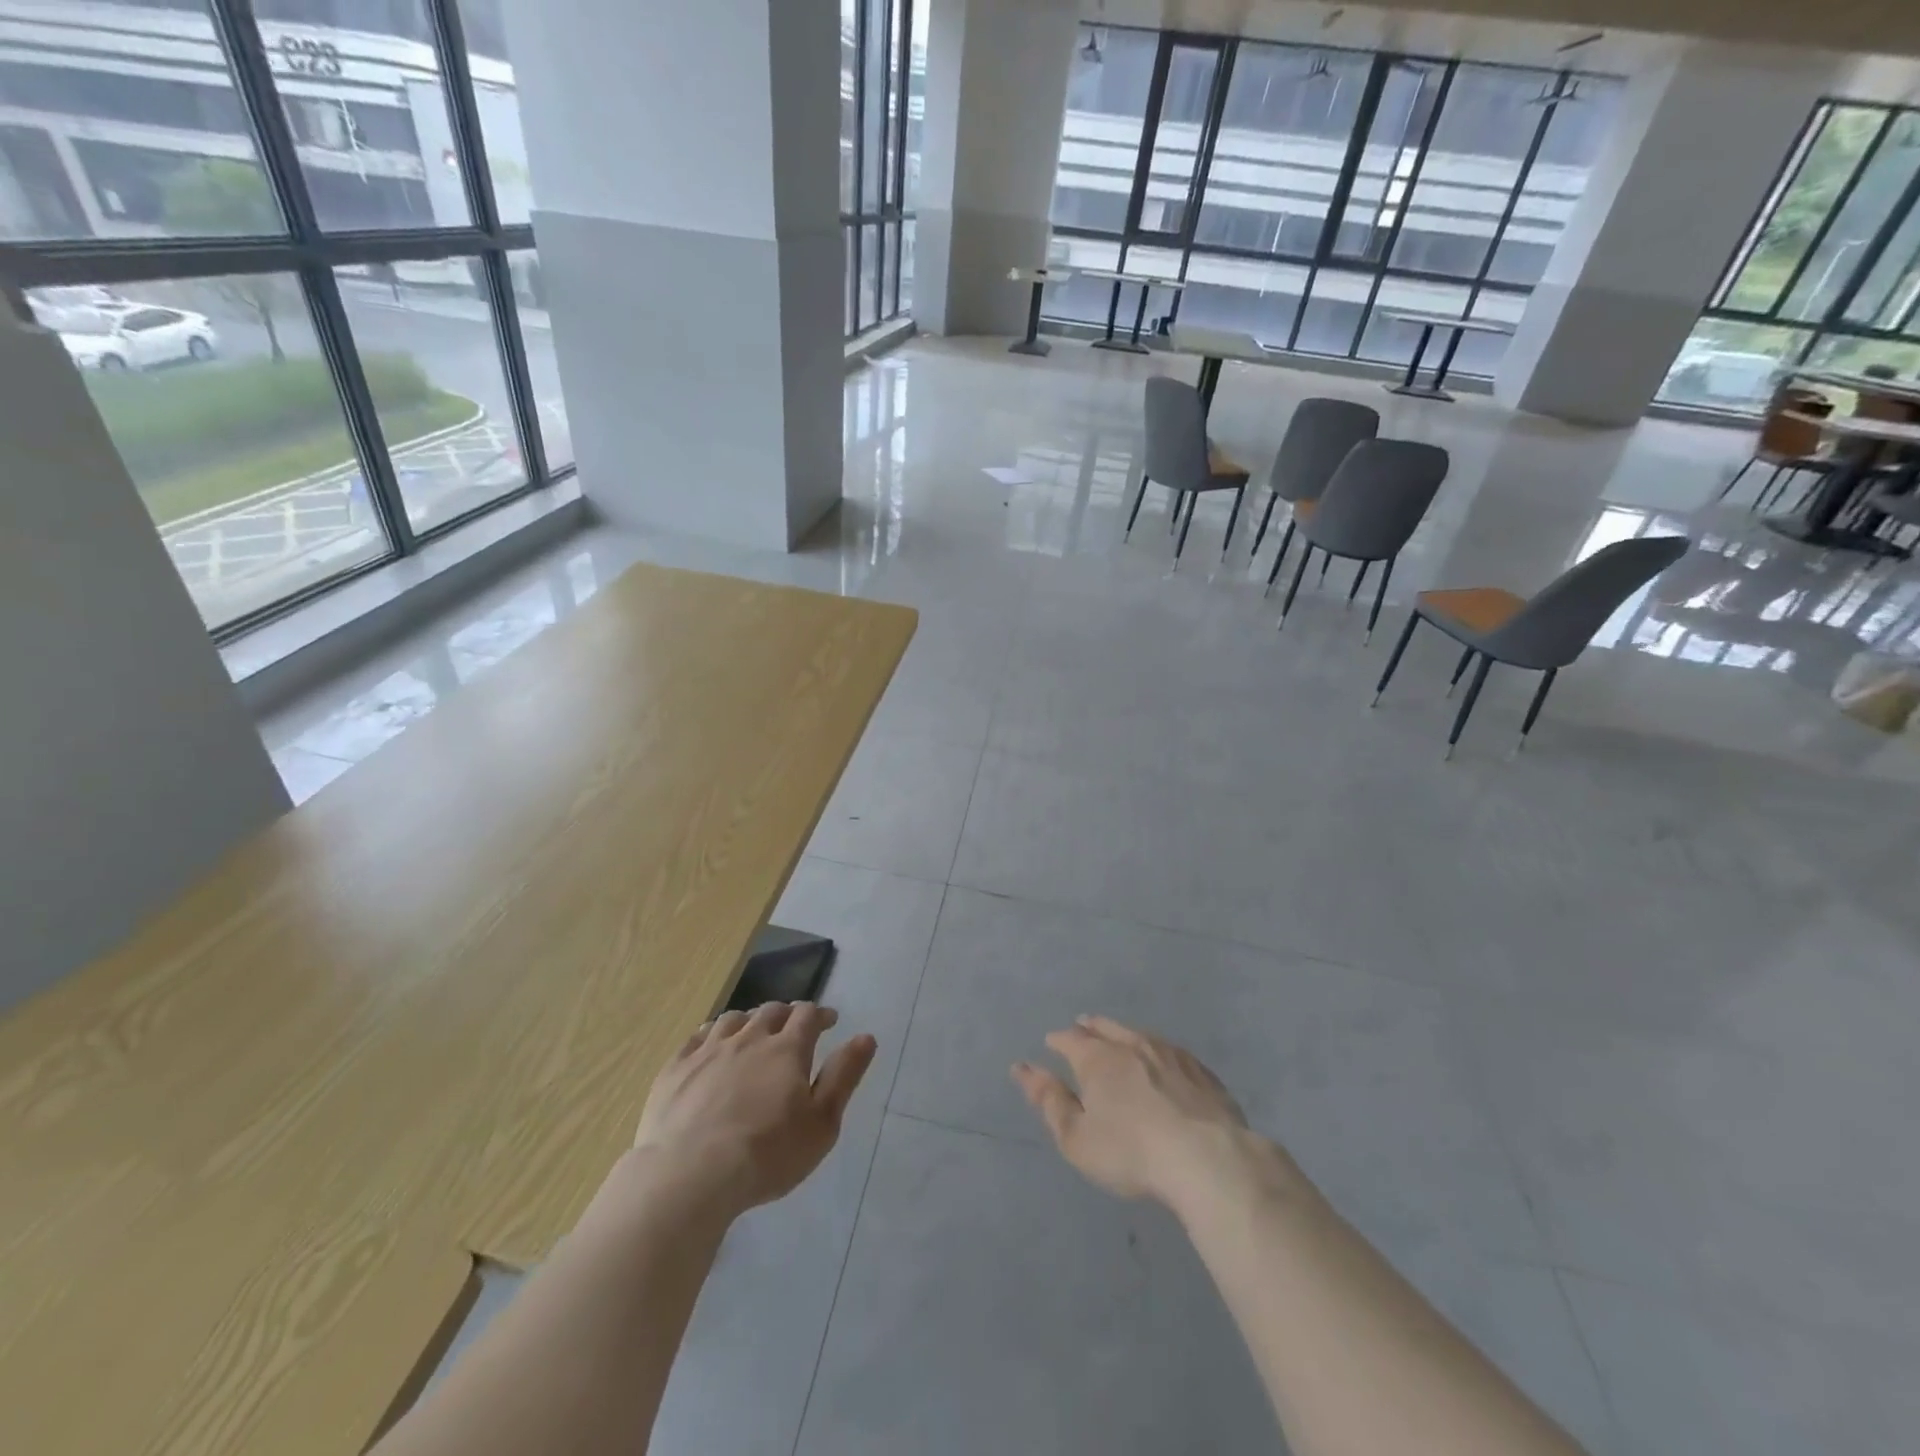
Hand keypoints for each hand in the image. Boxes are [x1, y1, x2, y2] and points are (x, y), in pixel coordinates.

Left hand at [631, 1002, 876, 1217]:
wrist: (690, 1176)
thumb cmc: (767, 1155)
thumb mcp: (822, 1123)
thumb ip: (844, 1076)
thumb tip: (866, 1037)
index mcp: (787, 1049)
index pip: (808, 1014)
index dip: (820, 1014)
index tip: (828, 1021)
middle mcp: (749, 1038)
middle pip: (771, 1011)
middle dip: (786, 1014)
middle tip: (793, 1027)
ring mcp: (709, 1050)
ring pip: (734, 1019)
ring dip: (749, 1020)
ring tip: (753, 1032)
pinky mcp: (676, 1068)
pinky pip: (697, 1037)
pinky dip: (711, 1034)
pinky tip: (712, 1045)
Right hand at [1012, 1016, 1257, 1209]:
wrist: (1207, 1158)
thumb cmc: (1131, 1151)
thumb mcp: (1077, 1137)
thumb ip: (1050, 1101)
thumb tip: (1022, 1068)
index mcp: (1098, 1059)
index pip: (1071, 1040)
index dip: (1058, 1040)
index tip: (1051, 1042)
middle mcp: (1132, 1045)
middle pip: (1105, 1028)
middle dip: (1089, 1027)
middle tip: (1081, 1025)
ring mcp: (1170, 1054)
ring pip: (1139, 1034)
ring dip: (1122, 1033)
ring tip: (1117, 1035)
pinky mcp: (1201, 1071)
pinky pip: (1170, 1051)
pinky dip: (1157, 1050)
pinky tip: (1162, 1058)